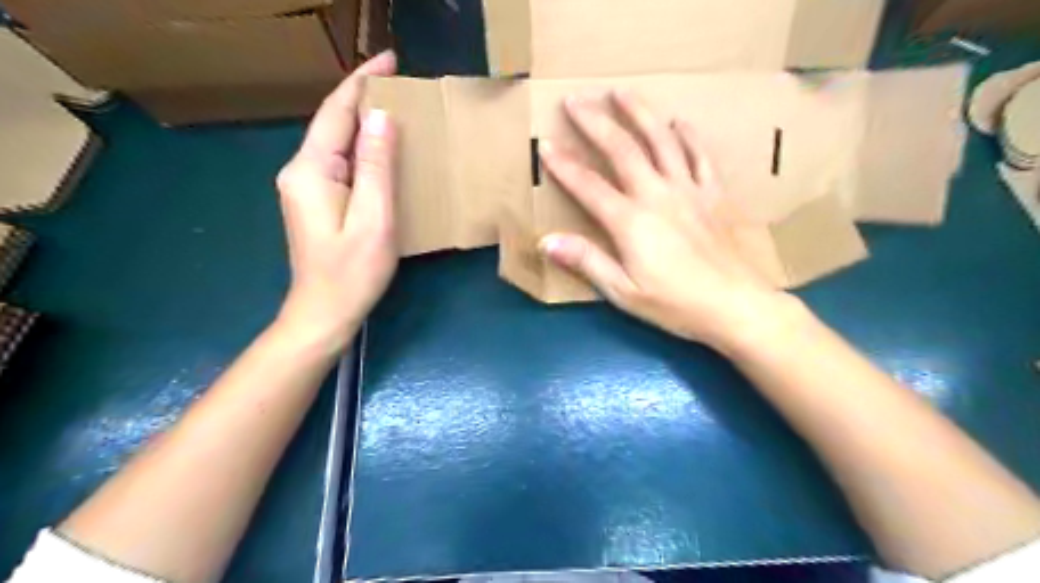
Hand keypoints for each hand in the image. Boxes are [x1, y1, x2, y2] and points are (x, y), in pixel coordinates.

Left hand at [275, 50, 399, 350]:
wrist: (324, 313)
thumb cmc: (352, 272)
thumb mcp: (373, 219)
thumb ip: (376, 167)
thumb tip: (382, 117)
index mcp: (311, 169)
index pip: (336, 112)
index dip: (362, 82)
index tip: (390, 60)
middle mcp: (300, 170)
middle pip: (332, 123)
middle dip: (362, 96)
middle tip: (400, 81)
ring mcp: (304, 187)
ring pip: (336, 142)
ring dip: (363, 121)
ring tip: (396, 106)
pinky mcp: (315, 201)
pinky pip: (340, 162)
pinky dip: (361, 147)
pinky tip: (381, 147)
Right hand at [535, 90, 797, 349]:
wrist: (735, 305)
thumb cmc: (675, 304)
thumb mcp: (623, 292)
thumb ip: (586, 261)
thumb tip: (547, 241)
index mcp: (631, 222)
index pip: (588, 186)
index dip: (564, 165)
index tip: (545, 145)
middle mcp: (657, 195)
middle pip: (622, 149)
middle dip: (595, 122)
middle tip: (575, 99)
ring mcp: (689, 190)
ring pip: (662, 140)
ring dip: (640, 112)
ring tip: (622, 91)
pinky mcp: (714, 194)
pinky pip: (701, 156)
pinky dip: (689, 136)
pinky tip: (679, 121)